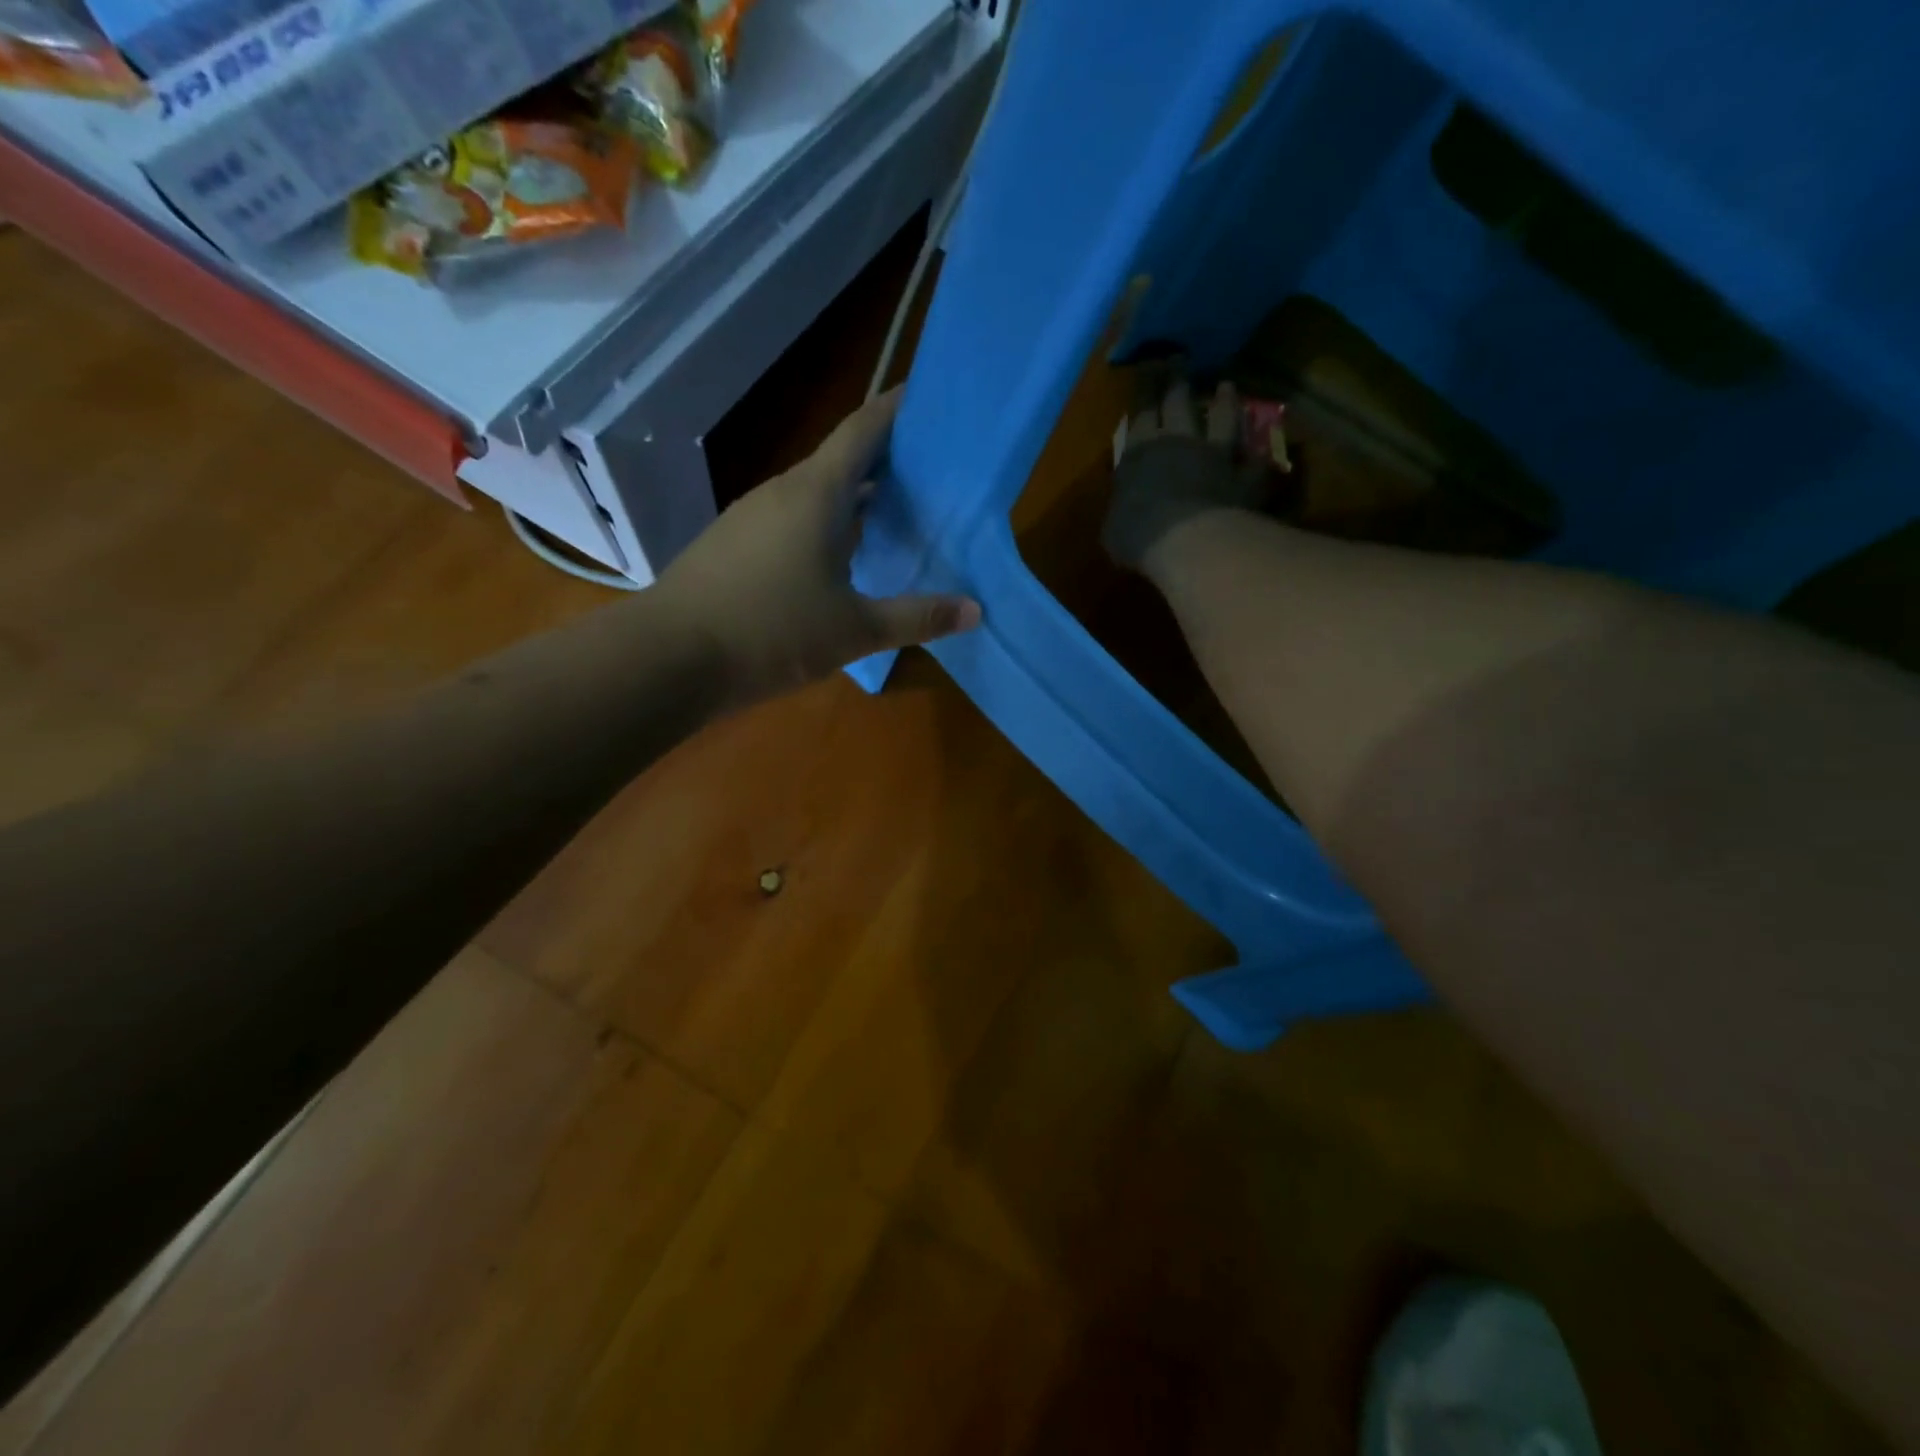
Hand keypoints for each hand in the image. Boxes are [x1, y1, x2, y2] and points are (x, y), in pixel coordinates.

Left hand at [655, 390, 981, 704]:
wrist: (668, 659)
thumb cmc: (770, 633)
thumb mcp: (854, 631)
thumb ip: (916, 617)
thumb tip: (974, 609)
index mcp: (815, 493)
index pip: (864, 430)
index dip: (898, 409)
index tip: (930, 399)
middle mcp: (782, 492)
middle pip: (841, 459)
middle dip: (886, 459)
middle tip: (932, 471)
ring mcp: (751, 517)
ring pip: (814, 492)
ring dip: (854, 495)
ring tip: (895, 512)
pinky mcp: (734, 544)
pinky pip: (791, 518)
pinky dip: (826, 523)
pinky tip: (841, 556)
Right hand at [1104, 376, 1269, 579]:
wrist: (1187, 542)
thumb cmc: (1137, 535)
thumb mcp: (1114, 527)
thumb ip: (1121, 510)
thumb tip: (1122, 511)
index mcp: (1140, 452)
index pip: (1141, 412)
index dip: (1144, 389)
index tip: (1147, 368)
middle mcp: (1179, 442)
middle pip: (1179, 402)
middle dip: (1177, 378)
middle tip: (1179, 359)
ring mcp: (1216, 456)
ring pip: (1223, 419)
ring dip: (1225, 402)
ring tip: (1226, 386)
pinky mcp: (1245, 477)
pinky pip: (1256, 461)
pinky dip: (1260, 454)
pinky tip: (1265, 447)